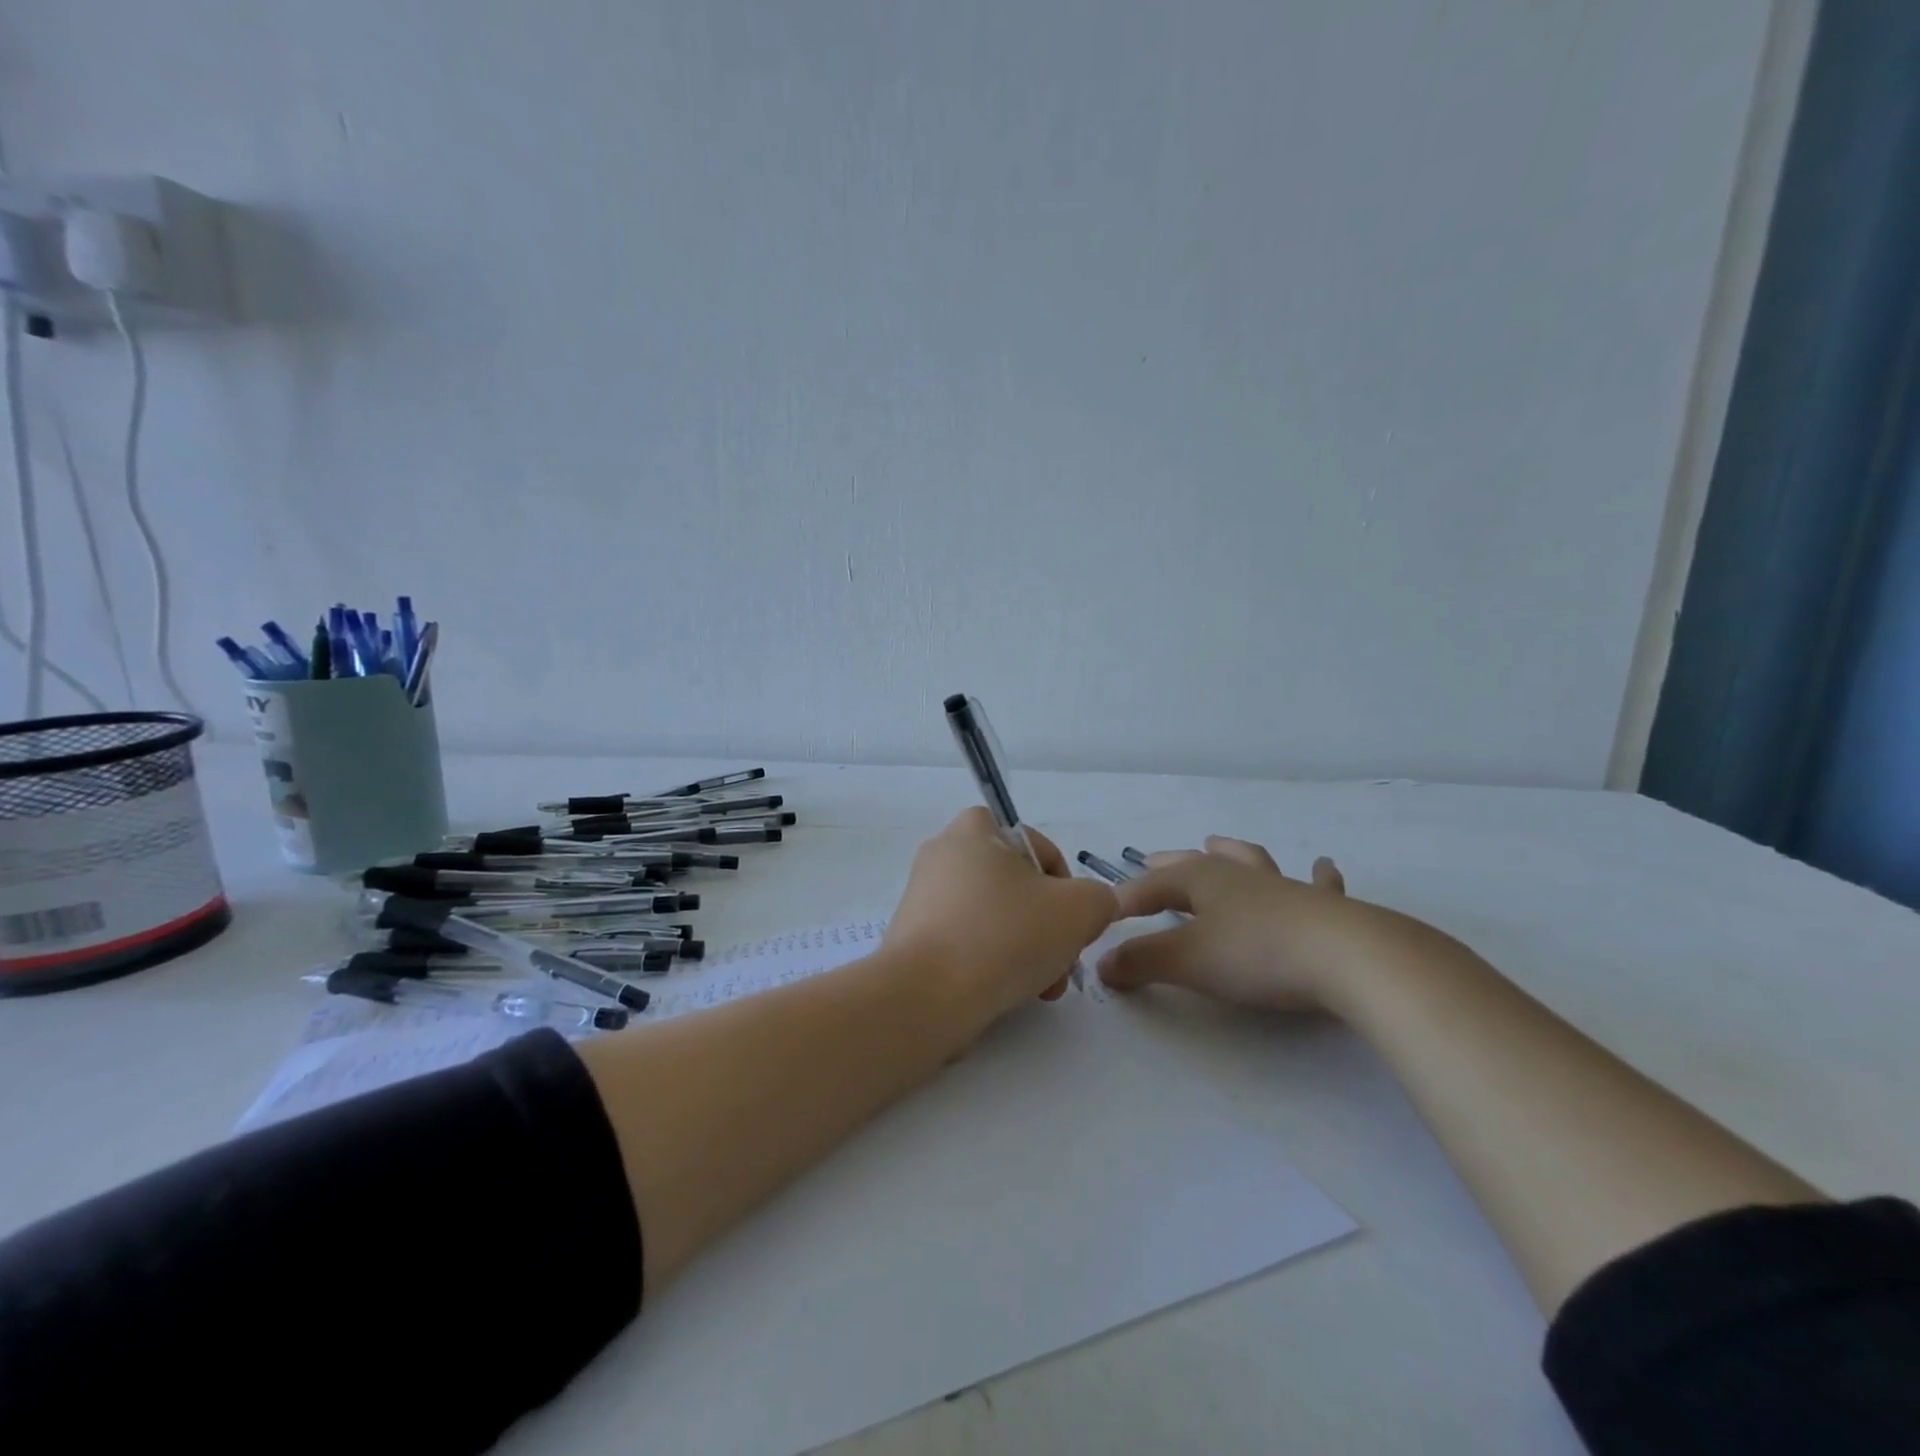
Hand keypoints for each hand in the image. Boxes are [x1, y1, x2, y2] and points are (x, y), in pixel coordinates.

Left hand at [885, 808, 1117, 1035]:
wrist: (927, 995)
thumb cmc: (1004, 934)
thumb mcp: (1078, 909)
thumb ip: (1098, 899)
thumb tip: (1090, 907)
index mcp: (974, 830)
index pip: (1037, 846)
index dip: (1065, 884)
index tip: (1073, 922)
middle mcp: (942, 854)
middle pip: (1016, 887)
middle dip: (1047, 926)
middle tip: (1062, 962)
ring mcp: (922, 897)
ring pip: (993, 918)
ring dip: (1024, 949)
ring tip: (1040, 987)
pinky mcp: (912, 937)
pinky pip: (964, 942)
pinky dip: (989, 963)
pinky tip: (1005, 993)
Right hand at [1099, 835, 1407, 1014]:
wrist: (1347, 958)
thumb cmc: (1256, 954)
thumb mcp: (1187, 960)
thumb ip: (1141, 961)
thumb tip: (1102, 963)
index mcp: (1201, 880)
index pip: (1151, 886)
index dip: (1125, 900)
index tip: (1103, 916)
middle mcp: (1239, 876)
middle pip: (1195, 863)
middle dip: (1169, 865)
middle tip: (1151, 860)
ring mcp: (1284, 887)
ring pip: (1250, 861)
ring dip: (1230, 852)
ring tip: (1218, 842)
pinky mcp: (1325, 908)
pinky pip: (1319, 885)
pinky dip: (1318, 875)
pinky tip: (1323, 865)